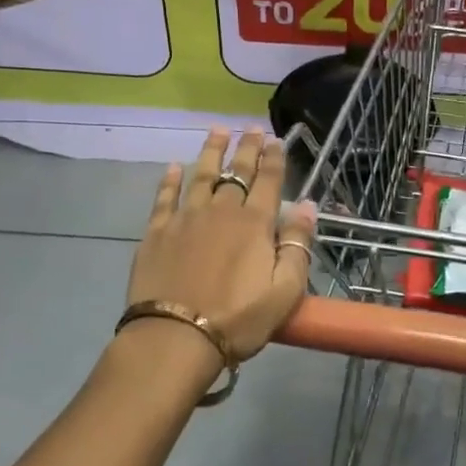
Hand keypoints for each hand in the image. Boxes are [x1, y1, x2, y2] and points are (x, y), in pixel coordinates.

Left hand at [126, 128, 315, 362]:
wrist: (174, 337)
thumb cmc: (237, 319)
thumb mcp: (284, 290)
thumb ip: (298, 245)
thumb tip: (307, 205)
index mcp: (254, 224)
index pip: (268, 181)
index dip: (274, 158)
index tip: (276, 139)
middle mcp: (221, 211)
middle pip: (237, 172)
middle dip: (247, 147)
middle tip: (251, 127)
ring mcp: (185, 219)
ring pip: (201, 175)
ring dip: (211, 151)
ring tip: (218, 130)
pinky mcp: (157, 233)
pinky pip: (165, 198)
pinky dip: (170, 180)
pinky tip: (173, 167)